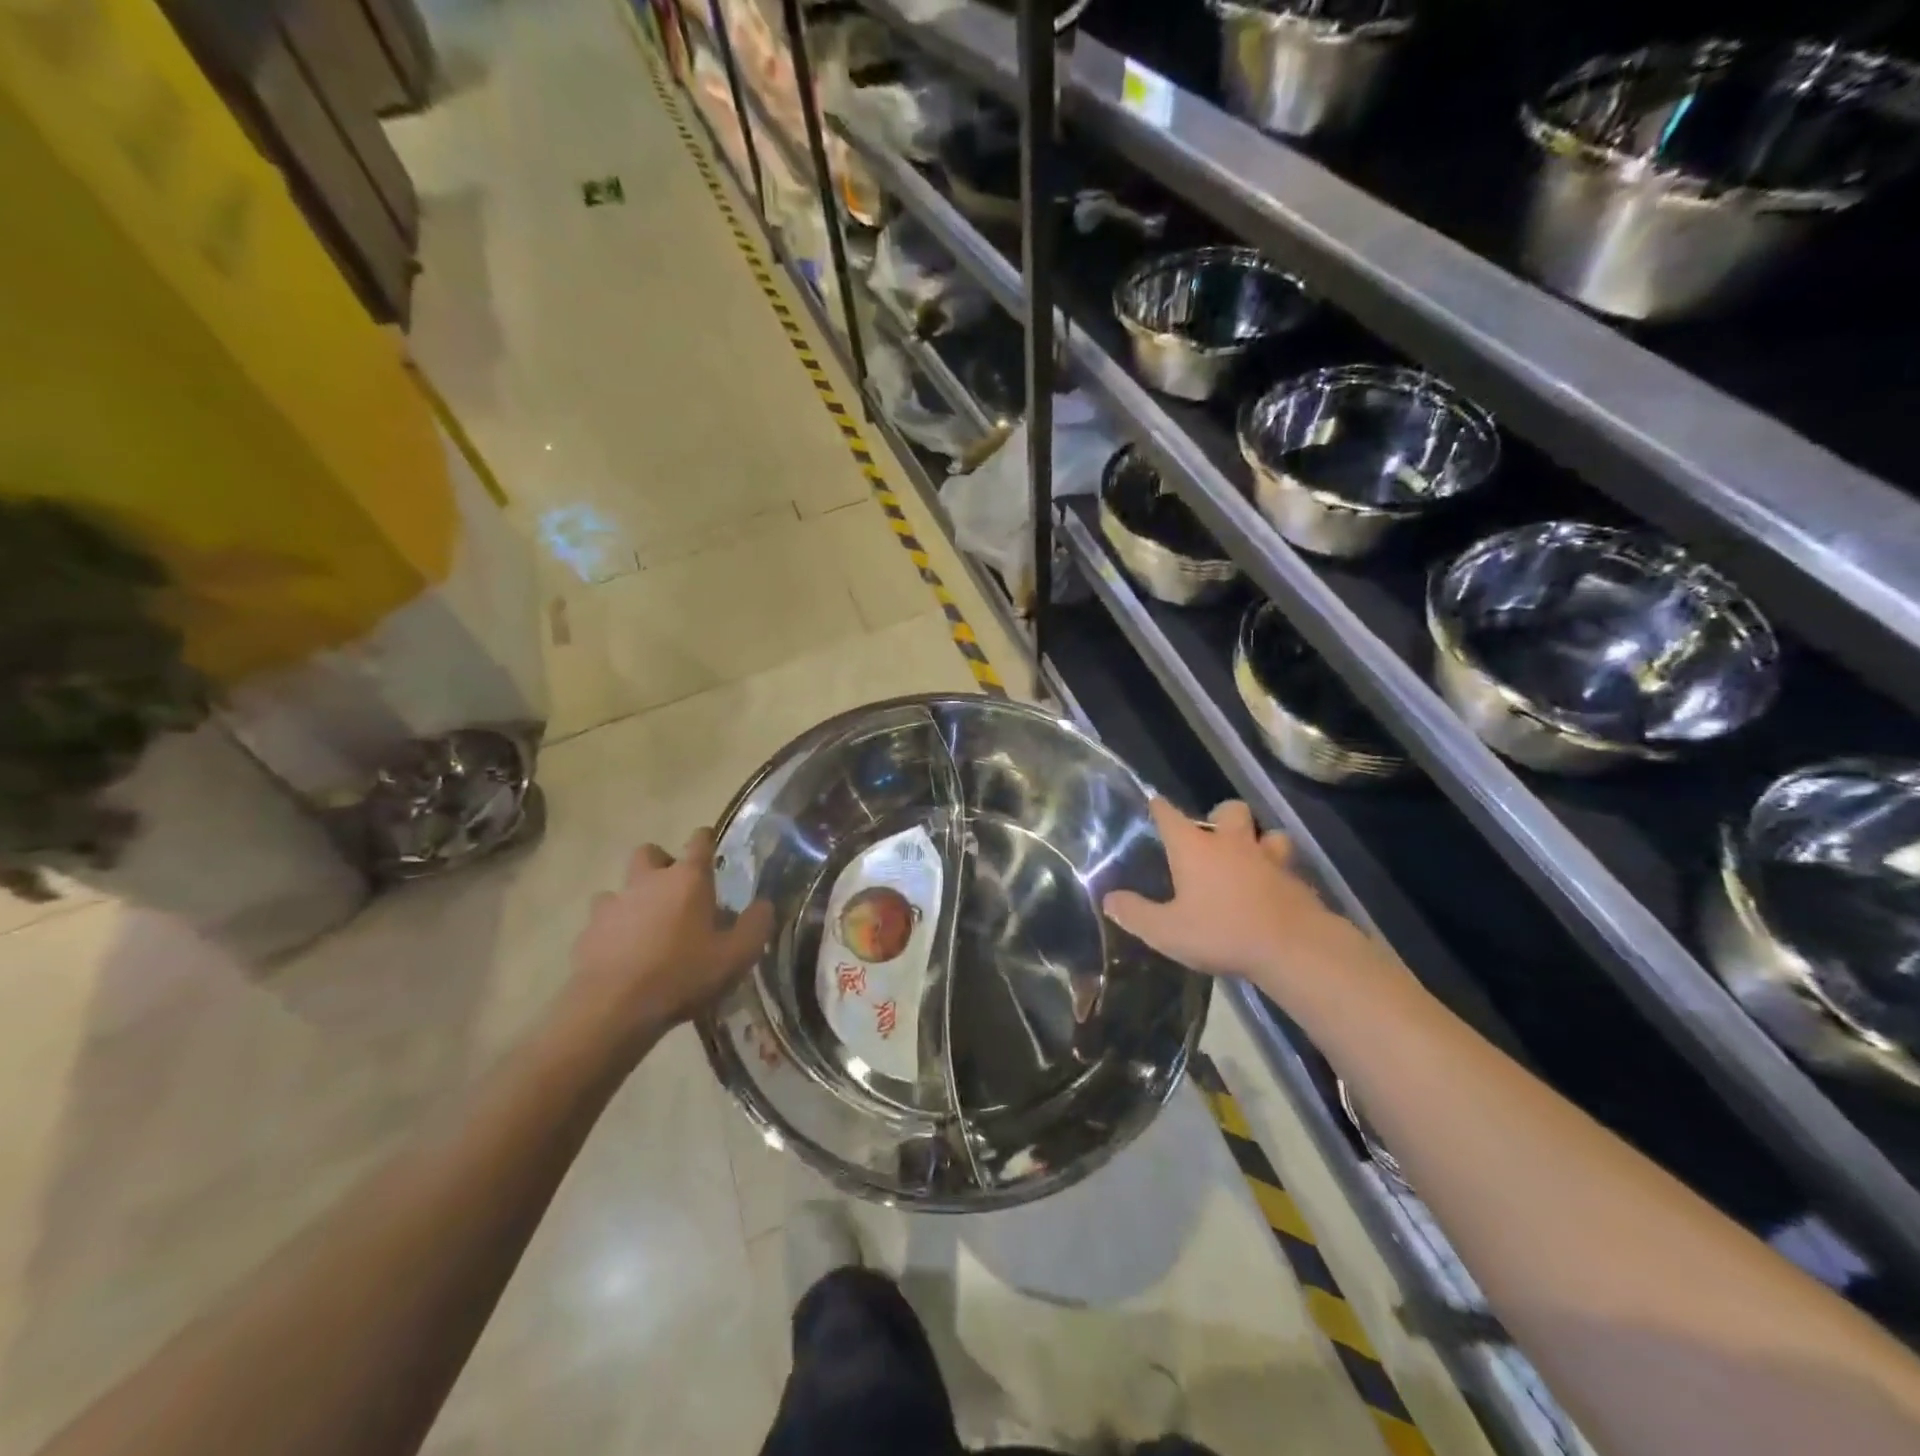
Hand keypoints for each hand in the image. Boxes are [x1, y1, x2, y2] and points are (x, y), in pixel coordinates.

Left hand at [569, 830, 773, 1041]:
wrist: (614, 1008)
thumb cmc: (683, 974)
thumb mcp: (737, 955)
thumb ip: (756, 925)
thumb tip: (764, 904)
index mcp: (688, 879)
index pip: (699, 841)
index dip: (706, 840)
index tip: (711, 847)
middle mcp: (648, 881)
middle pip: (650, 853)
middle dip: (662, 863)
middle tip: (676, 890)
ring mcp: (614, 904)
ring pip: (621, 887)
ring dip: (634, 899)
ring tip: (647, 927)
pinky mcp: (588, 932)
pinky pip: (601, 920)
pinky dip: (612, 930)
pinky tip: (623, 954)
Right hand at [1102, 799, 1385, 997]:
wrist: (1294, 948)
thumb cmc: (1222, 932)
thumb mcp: (1167, 932)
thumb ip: (1135, 913)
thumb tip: (1109, 898)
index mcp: (1195, 848)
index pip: (1170, 815)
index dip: (1159, 807)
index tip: (1154, 802)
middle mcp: (1232, 843)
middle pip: (1229, 810)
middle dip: (1220, 816)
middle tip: (1213, 837)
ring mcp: (1269, 858)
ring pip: (1268, 833)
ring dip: (1259, 840)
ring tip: (1250, 858)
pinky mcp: (1296, 879)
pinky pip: (1287, 865)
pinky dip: (1279, 872)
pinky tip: (1274, 889)